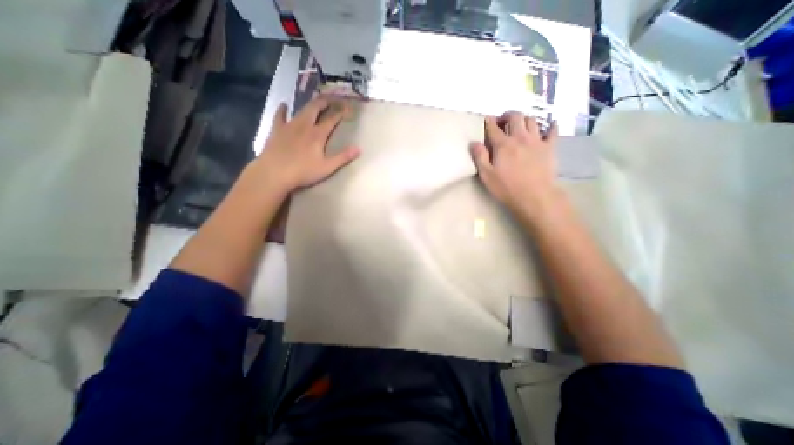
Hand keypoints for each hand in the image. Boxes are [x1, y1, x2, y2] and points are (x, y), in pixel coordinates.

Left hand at [250, 96, 359, 194]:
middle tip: (332, 98)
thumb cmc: (303, 172)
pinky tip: (284, 105)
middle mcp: (304, 125)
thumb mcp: (327, 167)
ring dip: (310, 104)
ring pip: (301, 110)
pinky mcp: (277, 130)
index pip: (332, 119)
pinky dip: (283, 109)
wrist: (274, 173)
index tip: (348, 108)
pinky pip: (280, 115)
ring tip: (315, 101)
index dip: (341, 112)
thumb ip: (343, 157)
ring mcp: (289, 126)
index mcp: (318, 135)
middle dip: (325, 102)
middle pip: (316, 108)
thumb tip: (359, 148)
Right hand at [467, 112, 560, 214]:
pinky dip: (551, 126)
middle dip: (508, 115)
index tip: (487, 119)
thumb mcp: (486, 175)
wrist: (535, 196)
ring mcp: (536, 141)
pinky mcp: (550, 147)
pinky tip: (550, 125)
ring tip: (520, 125)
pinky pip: (552, 131)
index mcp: (503, 145)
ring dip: (524, 119)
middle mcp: (520, 138)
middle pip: (515, 117)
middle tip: (503, 121)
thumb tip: (474, 142)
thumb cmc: (507, 187)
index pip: (494, 128)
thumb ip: (479, 157)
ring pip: (532, 120)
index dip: (489, 121)